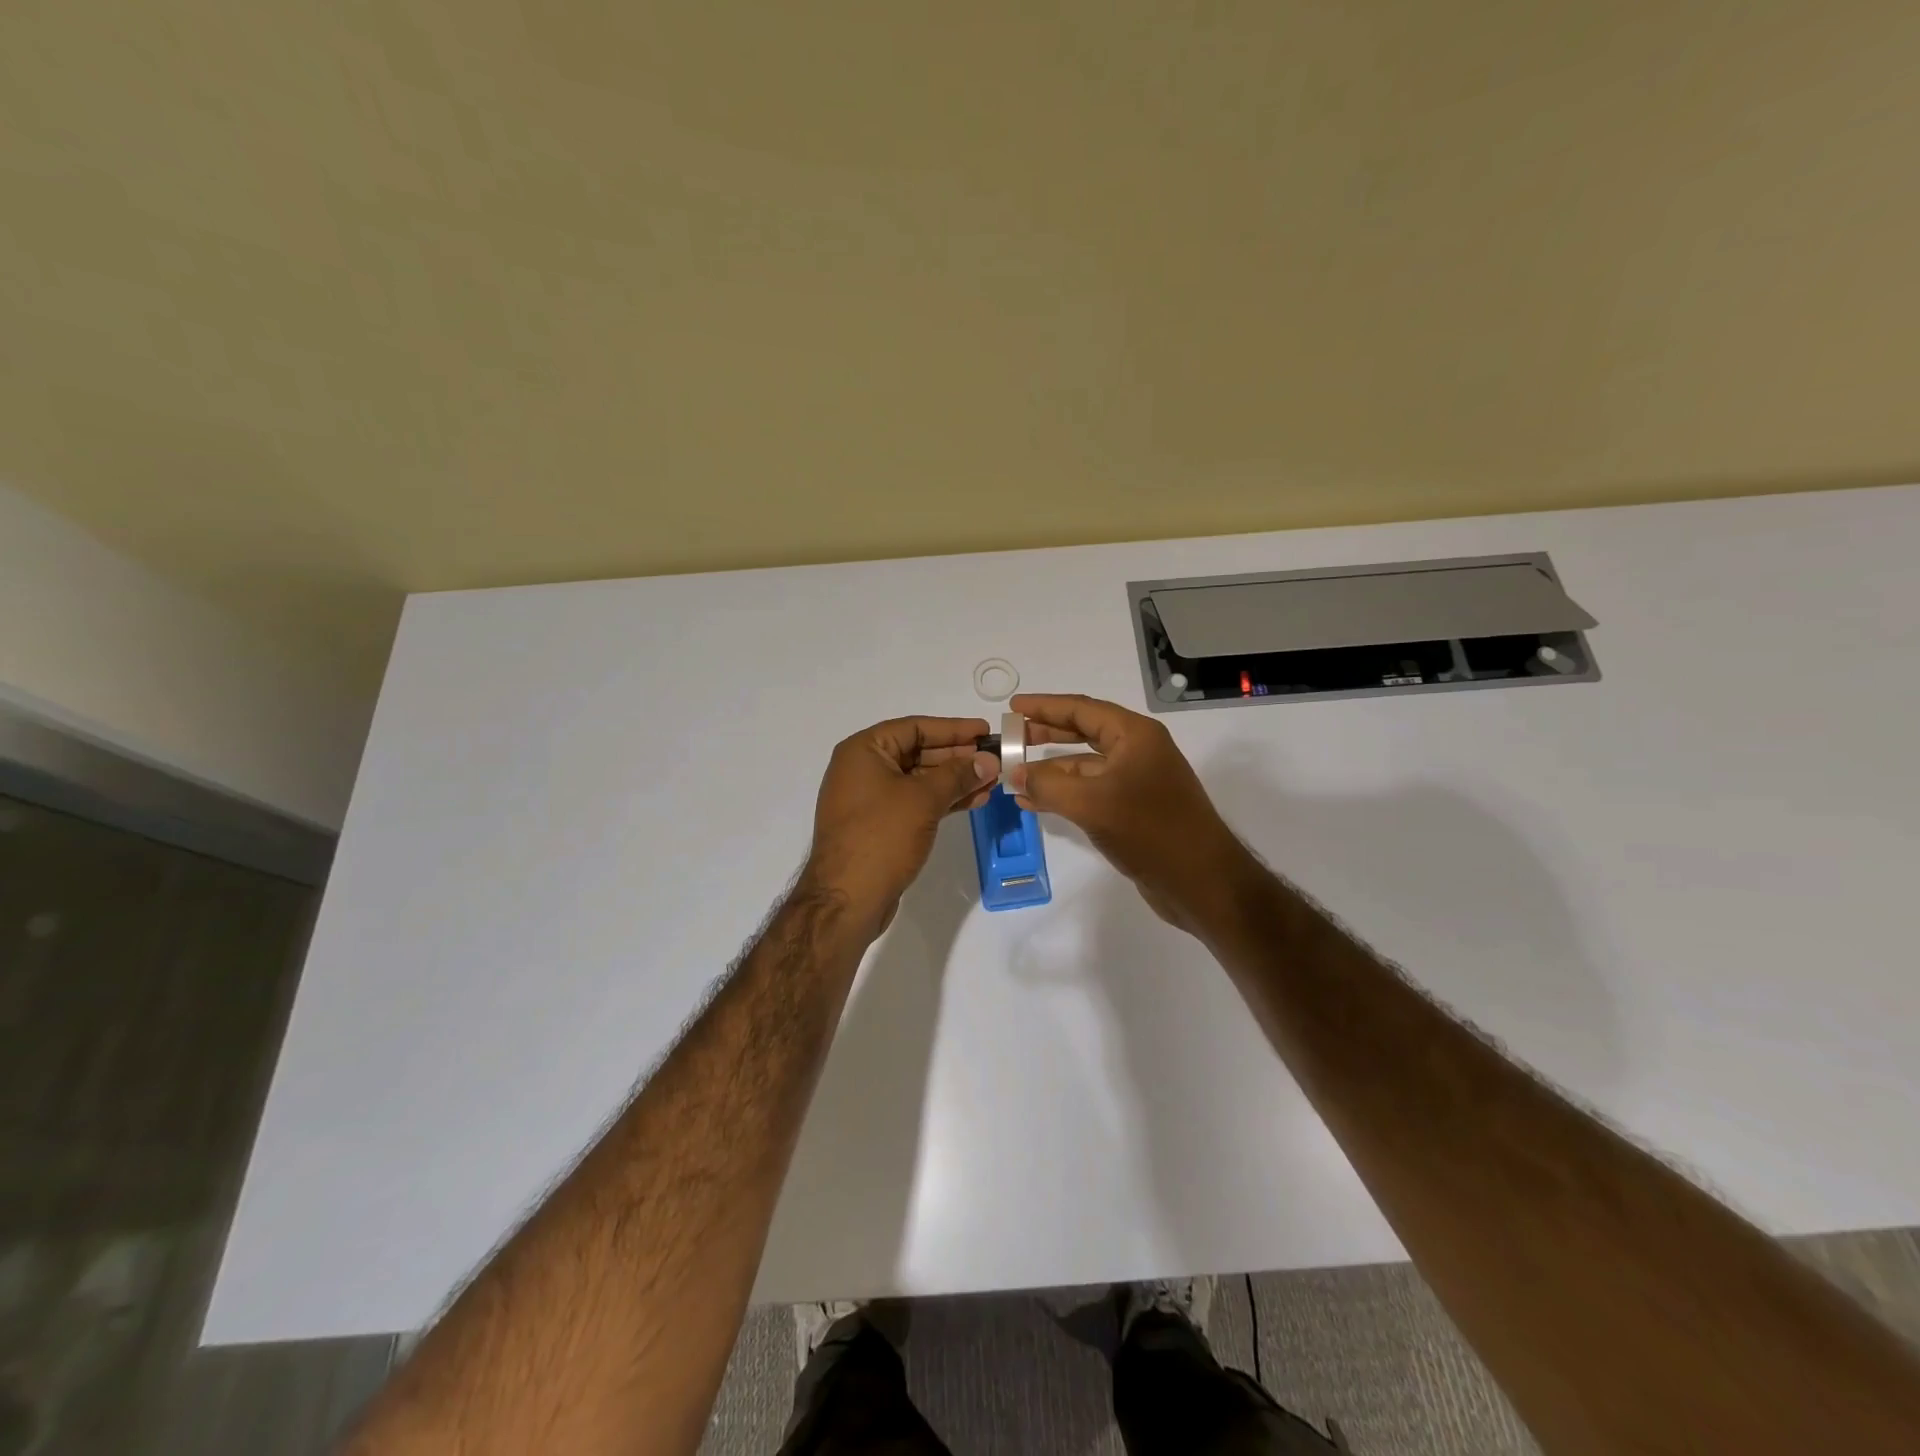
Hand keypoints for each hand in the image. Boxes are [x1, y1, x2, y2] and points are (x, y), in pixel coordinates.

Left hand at [802, 716, 998, 933]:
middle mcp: (863, 769)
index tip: (985, 732)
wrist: (847, 899)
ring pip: (919, 780)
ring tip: (992, 783)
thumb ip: (958, 775)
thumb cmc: (882, 836)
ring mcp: (870, 799)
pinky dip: (942, 800)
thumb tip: (988, 760)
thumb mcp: (924, 799)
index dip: (953, 728)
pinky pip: (915, 802)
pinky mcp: (879, 825)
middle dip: (957, 757)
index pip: (914, 727)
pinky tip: (973, 802)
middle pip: (917, 752)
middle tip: (994, 759)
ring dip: (955, 780)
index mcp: (863, 751)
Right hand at [1011, 693, 1256, 933]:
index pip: (1082, 709)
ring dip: (1051, 770)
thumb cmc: (1150, 830)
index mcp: (1135, 735)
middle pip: (1084, 733)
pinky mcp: (1135, 810)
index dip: (1045, 706)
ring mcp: (1138, 781)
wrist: (1201, 881)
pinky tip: (1035, 803)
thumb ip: (1048, 784)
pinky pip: (1091, 792)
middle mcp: (1138, 751)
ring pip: (1085, 766)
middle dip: (1046, 734)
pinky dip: (1064, 794)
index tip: (1013, 705)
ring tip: (1014, 775)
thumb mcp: (1091, 803)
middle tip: (1012, 737)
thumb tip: (1016, 774)